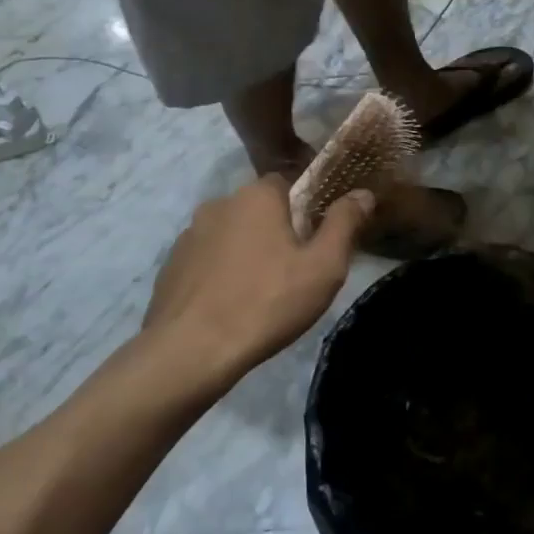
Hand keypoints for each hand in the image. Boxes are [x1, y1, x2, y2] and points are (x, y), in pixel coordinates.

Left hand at [143, 176, 373, 386]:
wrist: (191, 350)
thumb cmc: (267, 302)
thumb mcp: (323, 266)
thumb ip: (345, 224)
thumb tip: (363, 193)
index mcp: (257, 196)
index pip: (288, 182)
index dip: (306, 207)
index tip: (316, 238)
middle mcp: (219, 203)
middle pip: (259, 209)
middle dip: (276, 231)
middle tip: (293, 271)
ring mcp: (189, 234)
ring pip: (231, 234)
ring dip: (246, 252)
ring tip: (260, 292)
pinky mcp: (171, 264)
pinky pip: (207, 259)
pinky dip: (220, 272)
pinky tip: (229, 303)